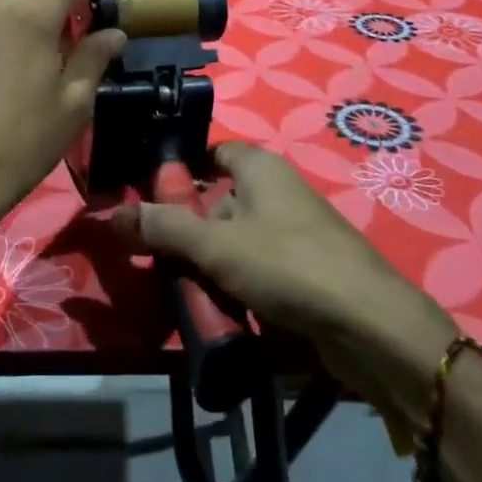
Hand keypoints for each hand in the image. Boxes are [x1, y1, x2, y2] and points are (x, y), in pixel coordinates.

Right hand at [111, 143, 460, 391]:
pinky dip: (240, 287)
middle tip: (161, 259)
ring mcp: (297, 233)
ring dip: (213, 267)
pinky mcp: (309, 271)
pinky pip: (261, 270)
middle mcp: (280, 191)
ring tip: (189, 294)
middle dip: (192, 232)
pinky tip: (226, 313)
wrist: (371, 327)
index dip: (183, 172)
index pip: (213, 154)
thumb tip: (111, 214)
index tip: (152, 201)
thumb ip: (163, 228)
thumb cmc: (288, 265)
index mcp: (260, 168)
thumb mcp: (215, 246)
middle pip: (221, 203)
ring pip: (238, 242)